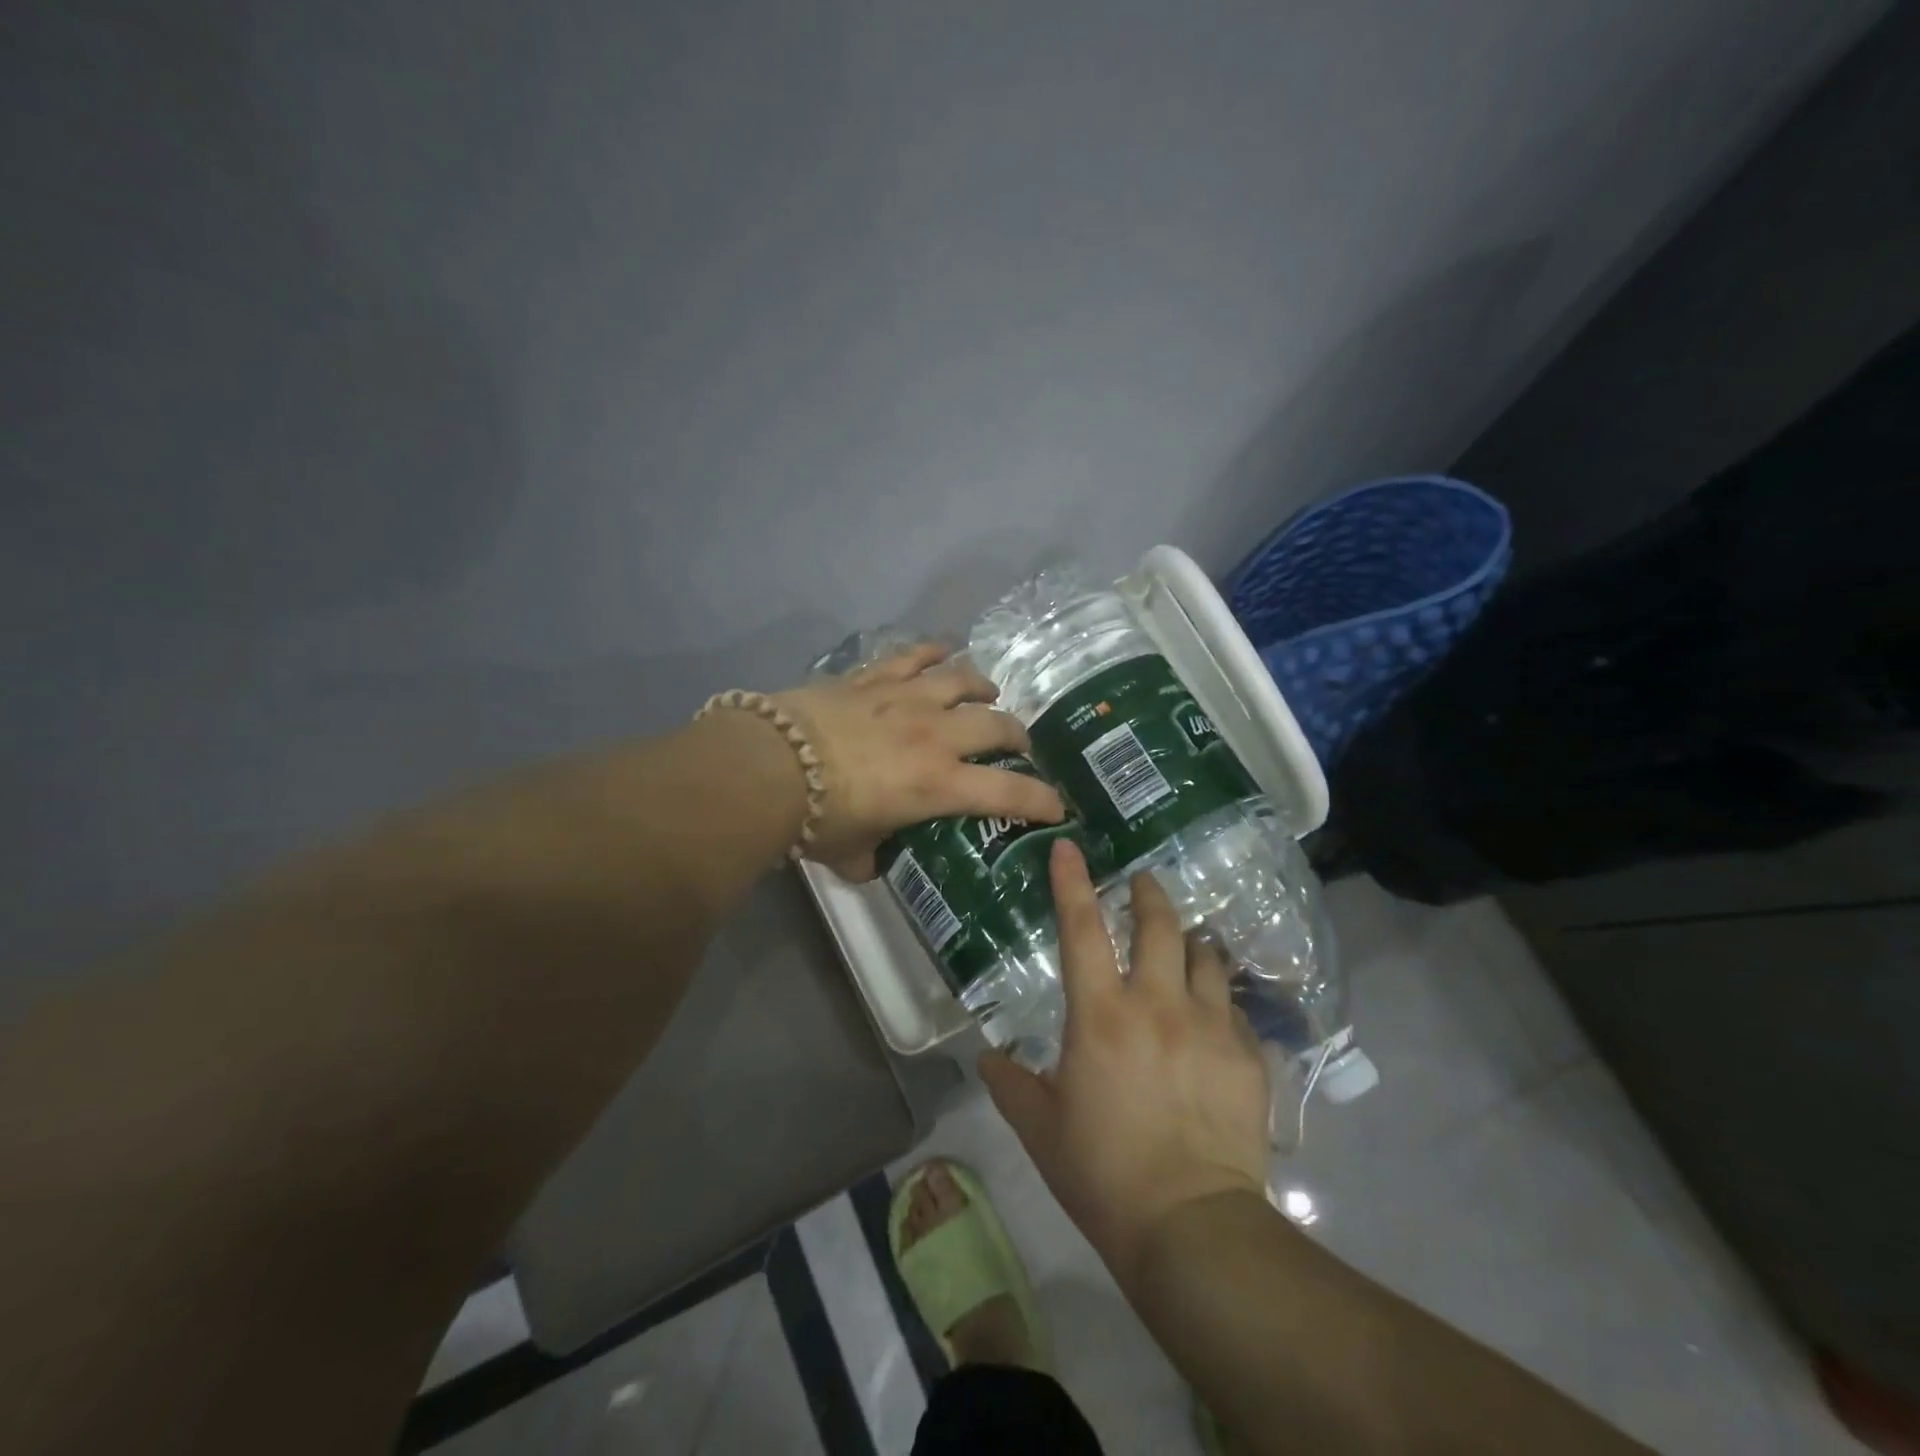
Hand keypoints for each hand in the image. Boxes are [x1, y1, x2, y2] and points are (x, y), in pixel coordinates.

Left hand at [773, 643, 1064, 879]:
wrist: (770, 765)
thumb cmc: (817, 818)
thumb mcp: (852, 852)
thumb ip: (873, 858)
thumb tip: (874, 862)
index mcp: (939, 785)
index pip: (1008, 794)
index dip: (1041, 800)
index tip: (1057, 807)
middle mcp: (936, 735)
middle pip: (997, 725)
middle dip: (1017, 736)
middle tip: (1016, 746)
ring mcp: (907, 698)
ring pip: (964, 679)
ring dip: (983, 687)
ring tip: (988, 693)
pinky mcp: (875, 677)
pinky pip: (914, 655)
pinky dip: (933, 652)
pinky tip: (942, 653)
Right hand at [980, 840, 1271, 1287]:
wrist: (1191, 1226)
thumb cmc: (1103, 1172)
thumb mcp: (1040, 1129)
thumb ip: (1010, 1084)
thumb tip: (988, 1059)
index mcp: (1101, 1015)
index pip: (1081, 929)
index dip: (1072, 882)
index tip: (1069, 845)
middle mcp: (1157, 1005)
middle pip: (1159, 925)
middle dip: (1150, 894)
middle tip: (1144, 884)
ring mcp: (1209, 1026)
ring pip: (1206, 957)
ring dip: (1191, 942)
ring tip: (1185, 944)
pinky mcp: (1247, 1056)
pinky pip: (1233, 1008)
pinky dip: (1218, 999)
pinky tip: (1214, 1015)